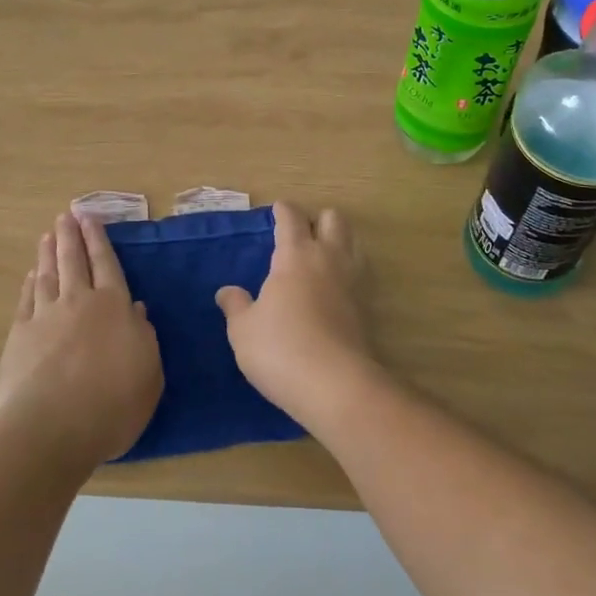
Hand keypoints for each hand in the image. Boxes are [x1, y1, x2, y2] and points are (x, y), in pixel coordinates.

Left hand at [0, 212, 163, 470]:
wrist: (52, 427)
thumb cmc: (113, 402)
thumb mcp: (149, 371)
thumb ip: (142, 336)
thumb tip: (135, 308)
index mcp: (114, 306)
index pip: (107, 264)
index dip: (99, 240)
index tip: (90, 218)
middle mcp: (79, 301)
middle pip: (74, 261)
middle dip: (71, 236)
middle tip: (66, 215)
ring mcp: (46, 316)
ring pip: (48, 275)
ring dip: (49, 253)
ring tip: (48, 235)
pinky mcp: (20, 336)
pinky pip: (27, 300)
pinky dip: (30, 284)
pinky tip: (31, 276)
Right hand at [215, 201, 380, 429]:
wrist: (336, 386)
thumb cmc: (281, 349)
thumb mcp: (243, 330)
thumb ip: (236, 306)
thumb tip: (227, 291)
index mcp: (296, 255)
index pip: (292, 217)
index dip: (283, 210)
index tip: (277, 209)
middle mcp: (329, 258)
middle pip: (333, 219)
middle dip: (318, 220)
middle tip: (301, 235)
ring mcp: (354, 281)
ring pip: (353, 242)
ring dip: (339, 242)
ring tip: (321, 258)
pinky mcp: (368, 307)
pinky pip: (361, 274)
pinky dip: (349, 273)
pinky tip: (336, 289)